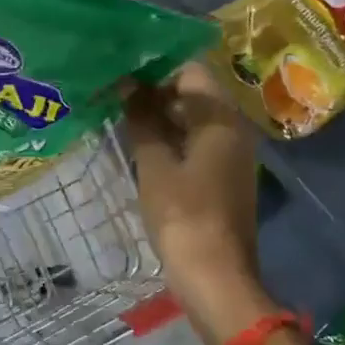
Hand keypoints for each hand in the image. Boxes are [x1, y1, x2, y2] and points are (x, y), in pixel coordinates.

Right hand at [122, 62, 278, 344]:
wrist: (216, 277)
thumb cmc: (183, 215)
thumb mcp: (155, 165)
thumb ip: (142, 121)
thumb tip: (128, 85)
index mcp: (220, 118)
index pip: (189, 71)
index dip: (154, 67)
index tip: (120, 70)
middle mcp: (232, 129)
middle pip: (192, 94)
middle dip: (153, 91)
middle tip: (112, 93)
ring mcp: (229, 154)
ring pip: (192, 120)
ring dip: (159, 117)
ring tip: (118, 117)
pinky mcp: (222, 177)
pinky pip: (195, 143)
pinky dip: (170, 139)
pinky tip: (139, 146)